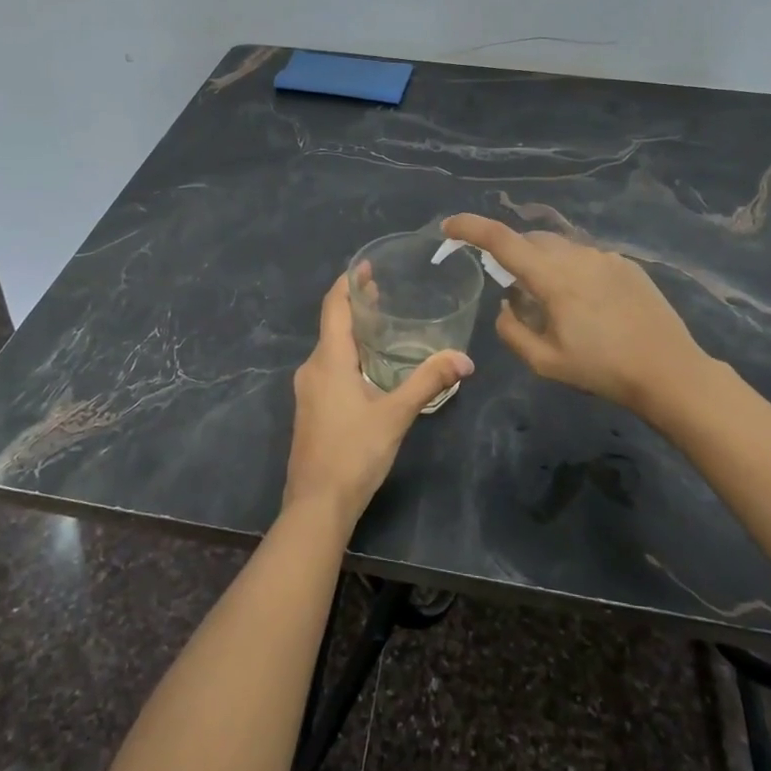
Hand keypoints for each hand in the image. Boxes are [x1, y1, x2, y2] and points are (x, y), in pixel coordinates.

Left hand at [284, 273, 473, 526]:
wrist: (316, 505)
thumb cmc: (354, 453)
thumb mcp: (396, 414)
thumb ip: (428, 382)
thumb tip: (464, 358)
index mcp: (328, 360)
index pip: (334, 306)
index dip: (348, 282)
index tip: (366, 265)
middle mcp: (312, 368)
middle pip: (332, 324)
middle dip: (356, 305)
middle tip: (384, 290)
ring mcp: (307, 390)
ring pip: (330, 348)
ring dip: (353, 332)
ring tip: (382, 325)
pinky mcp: (310, 409)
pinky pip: (328, 368)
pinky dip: (347, 355)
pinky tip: (370, 368)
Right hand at [441, 213, 702, 411]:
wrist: (670, 371)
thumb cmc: (603, 370)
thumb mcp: (545, 362)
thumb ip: (512, 330)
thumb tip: (506, 305)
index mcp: (552, 278)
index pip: (501, 240)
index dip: (470, 228)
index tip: (449, 227)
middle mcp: (577, 256)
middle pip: (530, 240)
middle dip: (512, 254)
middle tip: (512, 290)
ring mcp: (605, 257)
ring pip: (559, 247)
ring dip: (543, 263)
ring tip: (552, 302)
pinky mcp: (627, 264)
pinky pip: (586, 257)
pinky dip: (571, 270)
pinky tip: (586, 304)